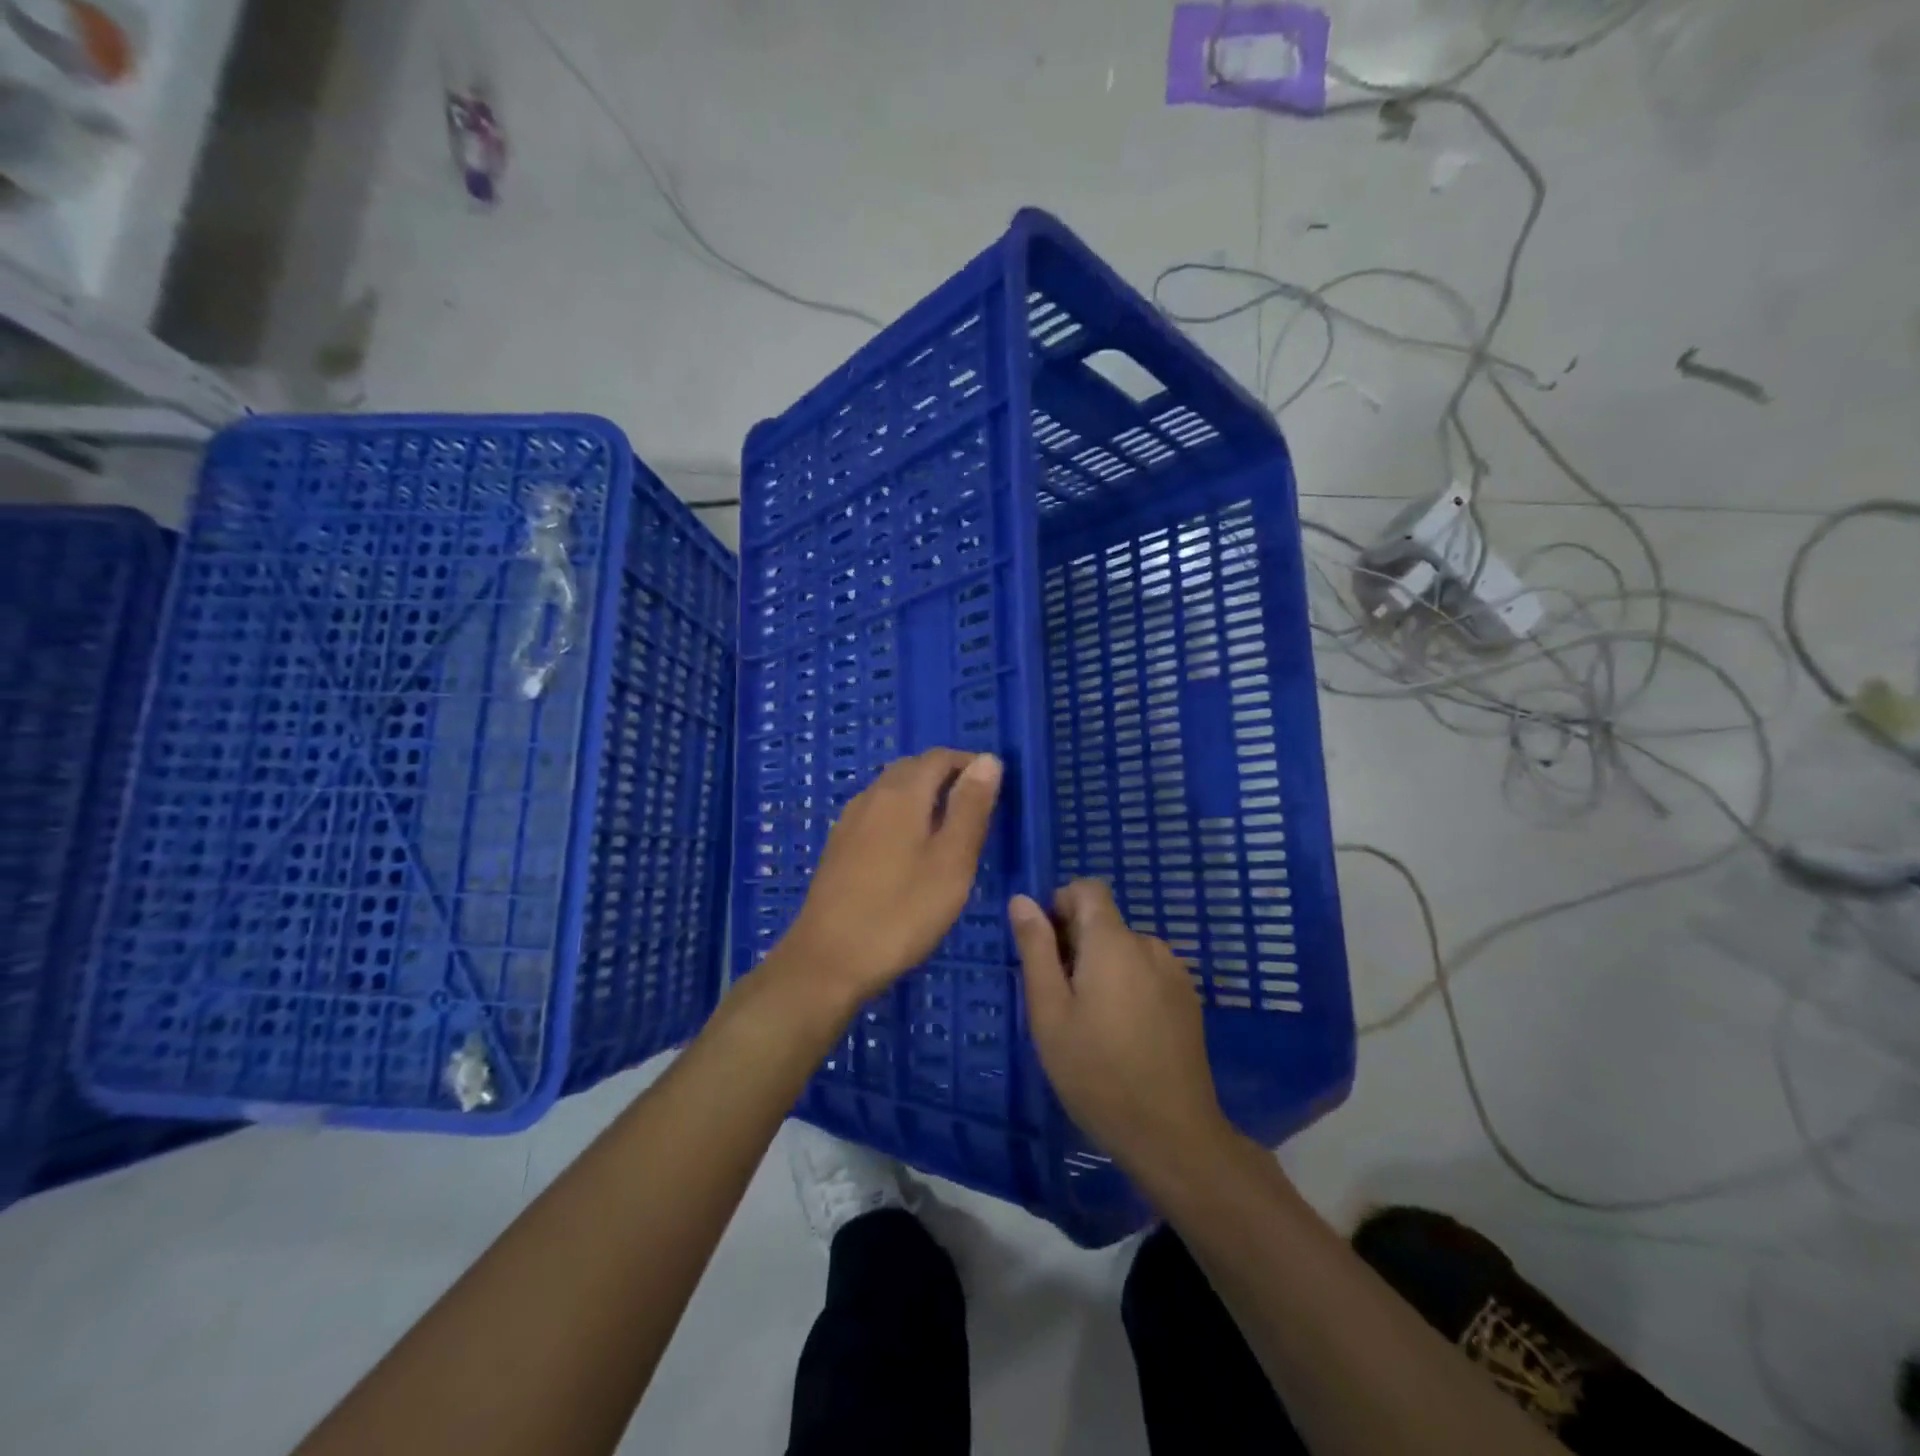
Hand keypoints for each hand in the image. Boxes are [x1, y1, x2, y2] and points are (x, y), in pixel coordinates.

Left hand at [780, 749, 1002, 1005]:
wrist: (828, 960)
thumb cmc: (900, 912)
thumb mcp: (951, 862)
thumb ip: (971, 808)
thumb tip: (988, 760)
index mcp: (901, 794)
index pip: (938, 757)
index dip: (969, 763)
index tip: (995, 786)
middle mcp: (871, 797)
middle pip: (912, 769)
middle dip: (946, 777)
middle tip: (977, 808)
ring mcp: (849, 822)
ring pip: (891, 791)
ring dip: (923, 796)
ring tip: (950, 829)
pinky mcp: (838, 848)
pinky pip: (877, 814)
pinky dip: (902, 816)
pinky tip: (911, 850)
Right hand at [1010, 880, 1230, 1176]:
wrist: (1172, 1134)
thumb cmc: (1096, 1072)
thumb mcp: (1049, 1012)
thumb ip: (1036, 949)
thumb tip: (1022, 900)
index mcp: (1113, 942)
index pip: (1088, 888)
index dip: (1061, 904)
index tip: (1045, 948)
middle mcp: (1149, 945)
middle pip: (1105, 921)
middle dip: (1076, 943)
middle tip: (1059, 999)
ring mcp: (1174, 972)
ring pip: (1125, 949)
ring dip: (1102, 966)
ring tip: (1090, 1021)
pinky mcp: (1188, 999)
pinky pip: (1147, 972)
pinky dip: (1128, 985)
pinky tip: (1123, 1033)